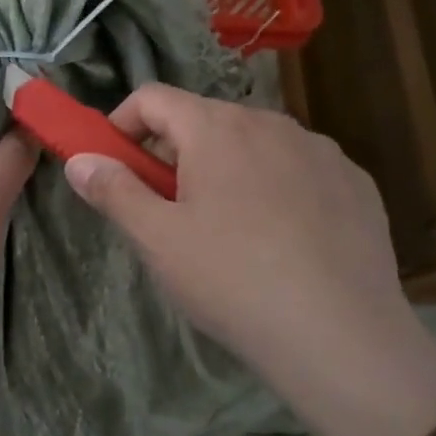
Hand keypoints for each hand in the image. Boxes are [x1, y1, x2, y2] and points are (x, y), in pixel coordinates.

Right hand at [64, 87, 435, 435]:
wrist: (341, 337)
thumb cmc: (232, 280)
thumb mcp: (156, 240)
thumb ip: (113, 190)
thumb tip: (79, 160)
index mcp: (216, 128)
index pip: (152, 98)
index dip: (122, 125)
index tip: (115, 168)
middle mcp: (271, 122)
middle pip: (204, 119)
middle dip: (175, 153)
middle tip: (168, 210)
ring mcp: (321, 150)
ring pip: (254, 143)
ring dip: (226, 168)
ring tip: (227, 229)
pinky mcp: (356, 182)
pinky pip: (298, 168)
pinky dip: (276, 186)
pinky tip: (282, 239)